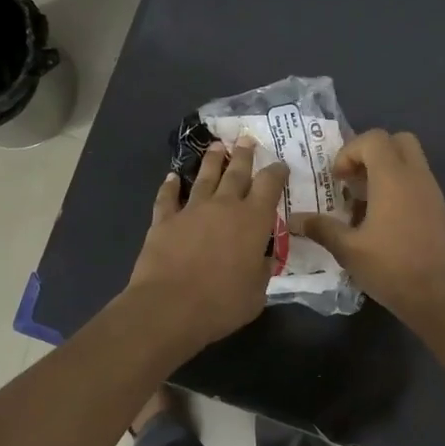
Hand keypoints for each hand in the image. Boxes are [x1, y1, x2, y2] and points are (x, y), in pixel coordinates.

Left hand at [127, 138, 288, 355]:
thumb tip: (264, 258)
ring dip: (212, 161)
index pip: (270, 186)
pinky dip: (170, 186)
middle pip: (236, 172)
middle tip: (246, 138)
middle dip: (244, 154)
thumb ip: (262, 270)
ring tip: (217, 146)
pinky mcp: (164, 220)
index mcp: (253, 221)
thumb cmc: (222, 303)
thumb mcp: (257, 293)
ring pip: (205, 177)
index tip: (280, 165)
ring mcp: (191, 210)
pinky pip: (167, 197)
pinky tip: (172, 177)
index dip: (277, 172)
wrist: (170, 307)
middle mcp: (224, 206)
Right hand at [289, 129, 444, 325]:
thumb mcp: (348, 250)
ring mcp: (432, 192)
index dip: (350, 151)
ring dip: (384, 171)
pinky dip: (398, 187)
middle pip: (397, 141)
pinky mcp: (438, 210)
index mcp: (394, 178)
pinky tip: (381, 221)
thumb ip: (321, 228)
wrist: (438, 297)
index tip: (337, 180)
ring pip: (410, 161)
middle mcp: (416, 177)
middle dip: (371, 153)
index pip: (374, 139)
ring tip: (363, 203)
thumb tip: (293, 220)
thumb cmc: (391, 268)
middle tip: (353, 181)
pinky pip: (417, 182)